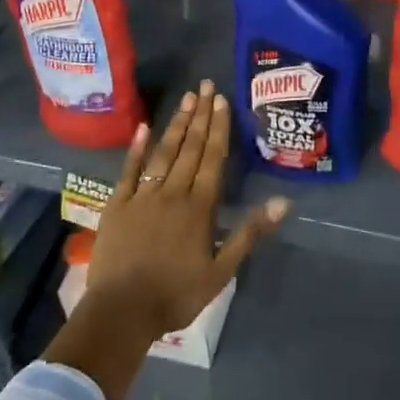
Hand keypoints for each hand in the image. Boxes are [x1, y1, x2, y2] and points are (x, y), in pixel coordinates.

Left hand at [87, 80, 288, 339]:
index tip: (221, 101)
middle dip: (200, 116)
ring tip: (186, 98)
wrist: (121, 313)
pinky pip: (128, 170)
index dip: (218, 128)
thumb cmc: (176, 295)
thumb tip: (282, 202)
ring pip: (163, 153)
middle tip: (205, 85)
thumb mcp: (221, 271)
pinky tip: (143, 127)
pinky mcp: (117, 205)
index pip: (212, 159)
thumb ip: (249, 233)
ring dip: (176, 124)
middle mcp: (172, 193)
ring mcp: (142, 196)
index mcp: (199, 207)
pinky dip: (136, 148)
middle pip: (189, 148)